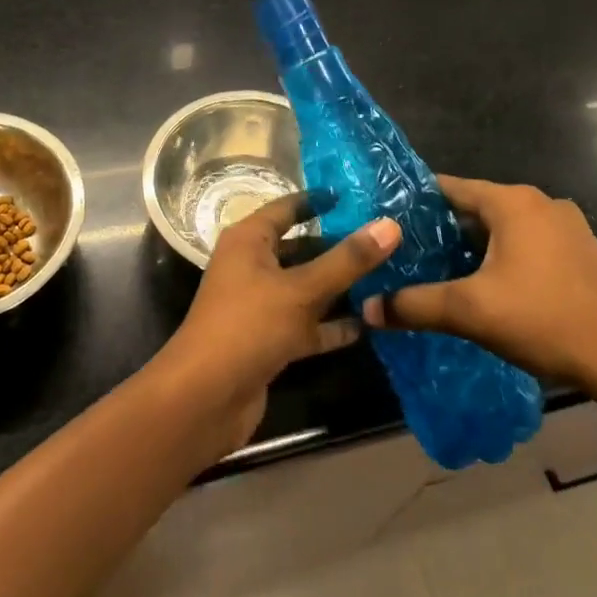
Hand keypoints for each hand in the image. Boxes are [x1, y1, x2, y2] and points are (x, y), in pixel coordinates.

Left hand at [153, 195, 401, 457]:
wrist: (205, 398)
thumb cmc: (249, 326)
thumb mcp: (302, 289)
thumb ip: (347, 259)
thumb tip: (390, 224)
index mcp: (248, 240)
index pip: (287, 209)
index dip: (318, 202)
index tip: (356, 198)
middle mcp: (251, 267)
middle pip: (301, 249)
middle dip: (339, 247)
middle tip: (385, 241)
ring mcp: (259, 306)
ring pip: (305, 288)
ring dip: (339, 288)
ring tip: (387, 278)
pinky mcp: (268, 341)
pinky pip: (306, 325)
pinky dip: (332, 325)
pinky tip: (369, 324)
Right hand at [362, 175, 596, 400]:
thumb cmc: (545, 319)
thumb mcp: (470, 311)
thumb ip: (415, 305)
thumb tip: (367, 308)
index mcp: (512, 202)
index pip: (450, 187)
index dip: (416, 203)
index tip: (387, 220)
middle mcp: (541, 203)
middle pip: (477, 208)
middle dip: (443, 230)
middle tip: (409, 253)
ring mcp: (568, 227)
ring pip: (504, 228)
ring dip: (475, 247)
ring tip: (442, 272)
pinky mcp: (583, 253)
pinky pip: (529, 244)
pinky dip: (504, 257)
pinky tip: (491, 288)